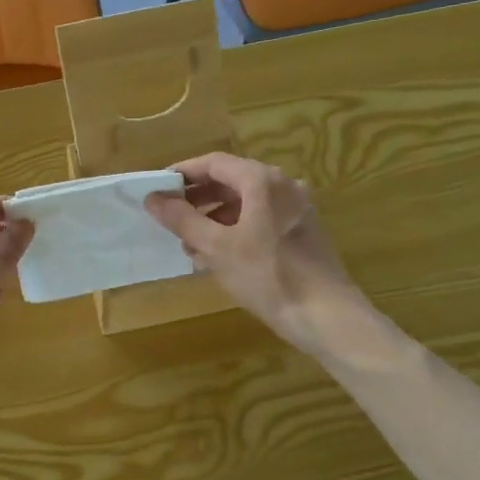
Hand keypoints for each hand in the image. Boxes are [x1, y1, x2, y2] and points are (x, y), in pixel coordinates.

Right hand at [146, 153, 362, 353]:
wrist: (326, 316)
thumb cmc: (268, 276)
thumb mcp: (217, 248)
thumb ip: (183, 220)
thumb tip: (153, 199)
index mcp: (261, 180)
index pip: (213, 163)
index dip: (182, 174)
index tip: (157, 191)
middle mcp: (282, 185)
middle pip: (231, 180)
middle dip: (197, 198)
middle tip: (169, 218)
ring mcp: (296, 208)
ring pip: (245, 202)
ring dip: (214, 217)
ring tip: (189, 243)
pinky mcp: (302, 231)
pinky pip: (261, 219)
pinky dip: (236, 229)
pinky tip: (218, 256)